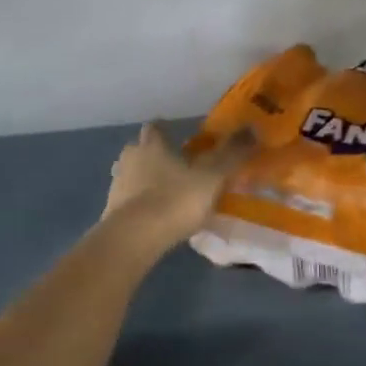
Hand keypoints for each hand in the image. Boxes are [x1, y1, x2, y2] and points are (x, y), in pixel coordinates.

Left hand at [105, 124, 254, 246]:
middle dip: (154, 156)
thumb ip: (231, 154)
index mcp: (152, 145)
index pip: (155, 128)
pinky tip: (157, 216)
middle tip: (176, 168)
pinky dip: (141, 204)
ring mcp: (117, 186)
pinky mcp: (112, 212)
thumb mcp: (212, 177)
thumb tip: (253, 128)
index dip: (165, 130)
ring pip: (132, 175)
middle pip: (140, 150)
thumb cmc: (176, 199)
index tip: (178, 138)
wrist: (135, 238)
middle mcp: (130, 159)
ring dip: (146, 181)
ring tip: (168, 194)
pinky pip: (129, 201)